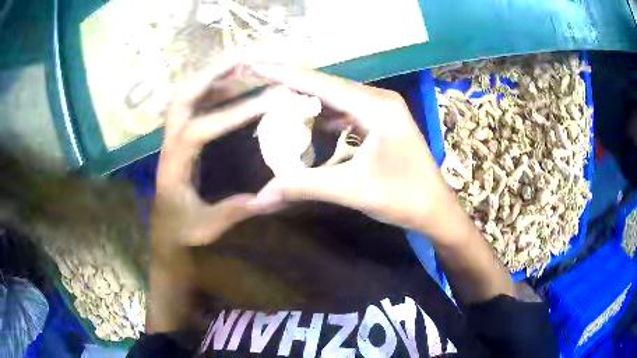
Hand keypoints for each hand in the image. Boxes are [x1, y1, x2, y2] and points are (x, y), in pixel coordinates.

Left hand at [154, 62, 274, 245]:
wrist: (165, 234)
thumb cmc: (182, 231)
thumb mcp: (208, 227)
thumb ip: (235, 211)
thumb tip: (271, 196)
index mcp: (174, 165)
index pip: (200, 130)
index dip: (233, 114)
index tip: (269, 102)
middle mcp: (170, 145)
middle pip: (182, 99)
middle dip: (212, 77)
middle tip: (244, 63)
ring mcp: (173, 139)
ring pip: (185, 97)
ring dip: (211, 79)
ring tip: (241, 68)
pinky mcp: (180, 139)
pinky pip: (193, 106)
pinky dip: (211, 92)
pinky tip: (231, 89)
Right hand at [248, 64, 458, 237]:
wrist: (436, 210)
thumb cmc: (403, 197)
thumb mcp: (351, 190)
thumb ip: (303, 187)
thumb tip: (260, 199)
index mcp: (376, 106)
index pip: (322, 83)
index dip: (287, 76)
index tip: (258, 69)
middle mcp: (379, 100)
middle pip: (328, 87)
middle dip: (294, 88)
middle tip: (261, 89)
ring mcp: (383, 112)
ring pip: (338, 100)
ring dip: (310, 102)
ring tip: (277, 103)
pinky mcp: (382, 125)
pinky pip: (348, 113)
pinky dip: (326, 117)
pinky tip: (309, 124)